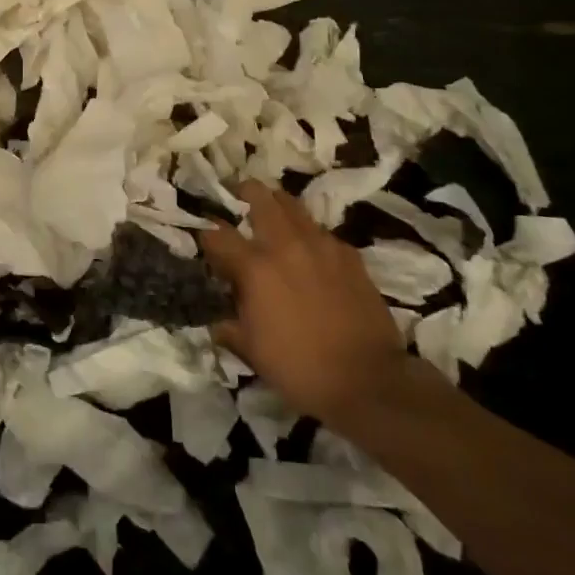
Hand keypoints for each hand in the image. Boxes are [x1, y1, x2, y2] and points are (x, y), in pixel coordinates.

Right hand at [200, 182, 410, 425]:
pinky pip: (322, 232)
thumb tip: (216, 321)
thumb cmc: (301, 368)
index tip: (205, 242)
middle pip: (259, 197)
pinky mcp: (349, 255)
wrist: (370, 381)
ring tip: (272, 214)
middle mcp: (286, 245)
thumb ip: (229, 327)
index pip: (218, 234)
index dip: (206, 235)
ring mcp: (321, 246)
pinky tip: (309, 252)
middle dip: (243, 193)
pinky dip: (308, 234)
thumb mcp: (252, 351)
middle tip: (237, 197)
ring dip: (277, 205)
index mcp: (255, 267)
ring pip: (293, 205)